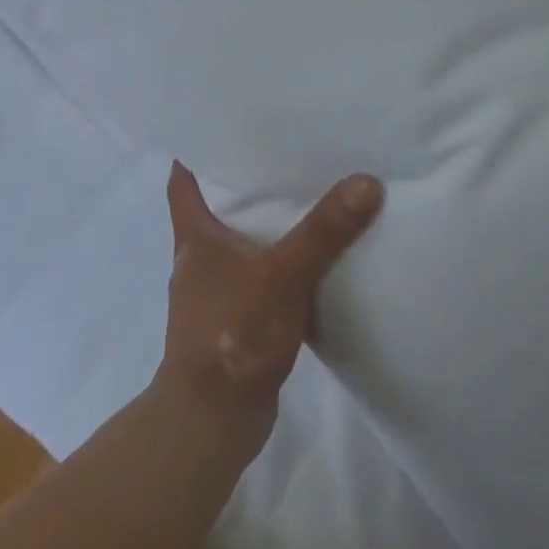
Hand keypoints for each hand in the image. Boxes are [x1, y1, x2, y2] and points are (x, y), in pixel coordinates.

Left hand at [157, 163, 382, 448]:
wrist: (214, 418)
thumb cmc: (233, 333)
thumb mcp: (282, 274)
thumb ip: (323, 232)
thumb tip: (365, 182)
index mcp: (195, 239)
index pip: (182, 184)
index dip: (194, 155)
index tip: (218, 129)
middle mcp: (199, 262)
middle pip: (214, 211)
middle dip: (243, 186)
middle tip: (282, 156)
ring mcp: (215, 296)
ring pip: (240, 249)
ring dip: (264, 230)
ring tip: (304, 202)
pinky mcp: (236, 325)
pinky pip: (259, 283)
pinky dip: (278, 269)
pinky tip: (310, 264)